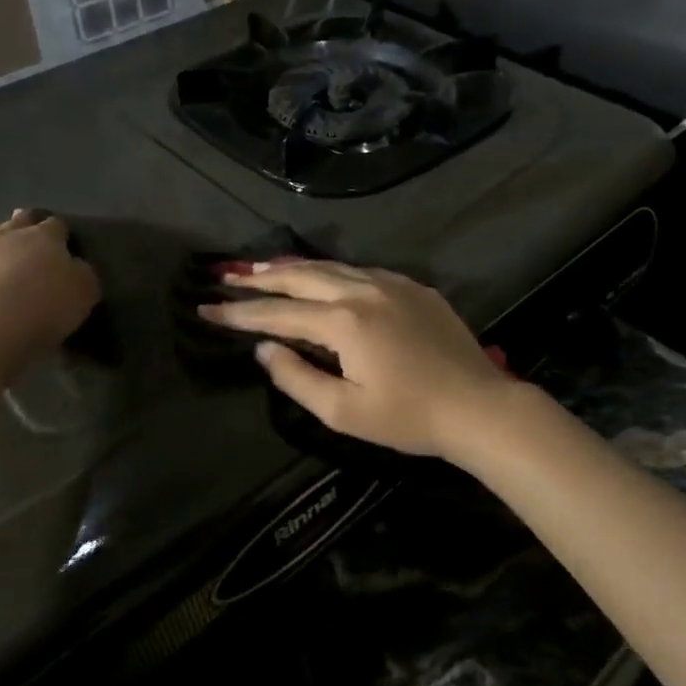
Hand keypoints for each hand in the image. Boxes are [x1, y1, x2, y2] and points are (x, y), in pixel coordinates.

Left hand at [0, 210, 99, 375]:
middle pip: (19, 221)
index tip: (66, 243)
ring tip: (4, 248)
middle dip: (27, 223)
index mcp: (44, 237)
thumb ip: (82, 275)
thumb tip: (74, 267)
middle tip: (32, 231)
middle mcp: (9, 238)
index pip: (56, 225)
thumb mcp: (83, 293)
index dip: (62, 233)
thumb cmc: (42, 308)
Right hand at [199, 261, 518, 458]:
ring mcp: (392, 283)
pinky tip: (321, 276)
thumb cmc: (409, 418)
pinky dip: (331, 271)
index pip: (278, 313)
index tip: (205, 307)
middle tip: (226, 276)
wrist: (479, 407)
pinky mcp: (413, 287)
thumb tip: (263, 349)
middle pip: (300, 276)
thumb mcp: (344, 412)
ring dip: (293, 267)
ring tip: (262, 268)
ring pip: (331, 266)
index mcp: (344, 322)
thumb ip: (297, 378)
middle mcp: (364, 290)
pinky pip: (361, 271)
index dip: (239, 313)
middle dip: (259, 277)